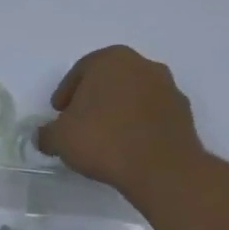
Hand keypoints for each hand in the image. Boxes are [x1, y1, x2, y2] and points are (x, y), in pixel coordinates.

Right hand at [36, 45, 207, 199]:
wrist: (163, 169)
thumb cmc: (105, 140)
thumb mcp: (60, 138)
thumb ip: (46, 133)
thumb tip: (43, 136)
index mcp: (111, 60)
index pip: (80, 72)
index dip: (66, 94)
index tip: (60, 115)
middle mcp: (143, 65)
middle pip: (109, 80)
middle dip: (94, 99)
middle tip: (80, 123)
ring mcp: (168, 88)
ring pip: (133, 95)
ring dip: (119, 111)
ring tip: (106, 139)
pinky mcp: (185, 114)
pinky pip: (153, 114)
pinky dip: (139, 125)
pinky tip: (129, 147)